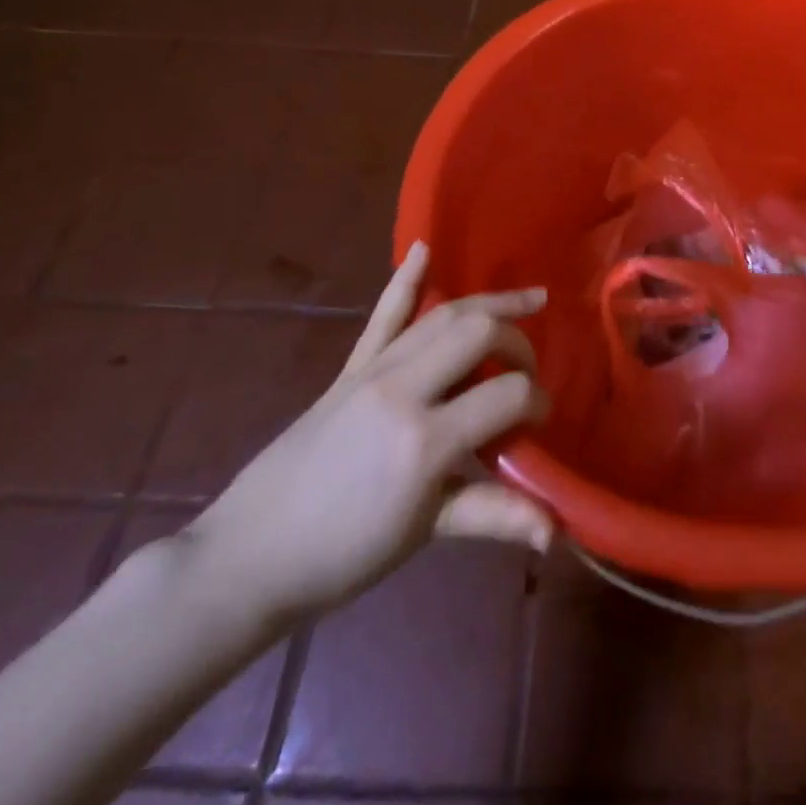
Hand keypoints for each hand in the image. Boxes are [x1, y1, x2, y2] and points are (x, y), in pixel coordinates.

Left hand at [182, 243, 552, 627]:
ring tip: (527, 300)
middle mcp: (402, 389)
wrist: (250, 556)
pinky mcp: (349, 369)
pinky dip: (405, 280)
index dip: (537, 402)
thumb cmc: (343, 556)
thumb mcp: (425, 533)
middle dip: (517, 343)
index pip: (508, 395)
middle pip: (478, 332)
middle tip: (527, 371)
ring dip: (489, 304)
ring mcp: (372, 372)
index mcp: (426, 441)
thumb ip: (494, 515)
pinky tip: (424, 248)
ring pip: (443, 315)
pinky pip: (383, 316)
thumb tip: (555, 529)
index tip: (540, 422)